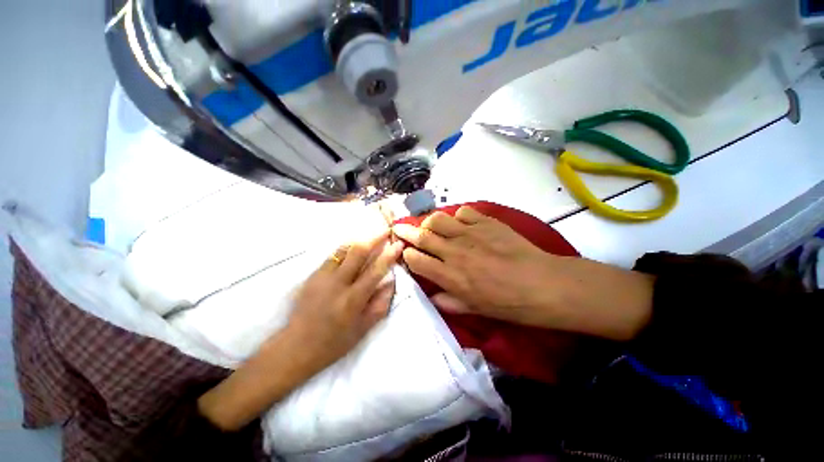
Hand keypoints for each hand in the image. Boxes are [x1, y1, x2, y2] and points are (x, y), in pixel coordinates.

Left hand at [288, 230, 404, 369]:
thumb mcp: (363, 329)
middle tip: (385, 230)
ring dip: (360, 240)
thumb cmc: (333, 343)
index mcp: (353, 299)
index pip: (375, 271)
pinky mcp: (312, 275)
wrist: (295, 346)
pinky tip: (353, 249)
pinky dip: (346, 248)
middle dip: (374, 238)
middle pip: (358, 252)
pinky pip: (333, 256)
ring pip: (343, 249)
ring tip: (371, 236)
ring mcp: (322, 277)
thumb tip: (391, 282)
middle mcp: (337, 283)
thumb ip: (380, 304)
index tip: (398, 244)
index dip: (389, 255)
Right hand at [393, 206, 557, 326]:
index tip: (406, 253)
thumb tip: (432, 296)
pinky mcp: (486, 222)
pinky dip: (457, 216)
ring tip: (430, 226)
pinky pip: (463, 212)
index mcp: (450, 276)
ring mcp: (470, 234)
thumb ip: (449, 302)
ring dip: (429, 221)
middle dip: (406, 231)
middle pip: (422, 236)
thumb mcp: (476, 310)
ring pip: (437, 219)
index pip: (416, 260)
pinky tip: (461, 223)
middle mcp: (454, 252)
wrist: (543, 284)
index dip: (407, 255)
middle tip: (399, 228)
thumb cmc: (509, 303)